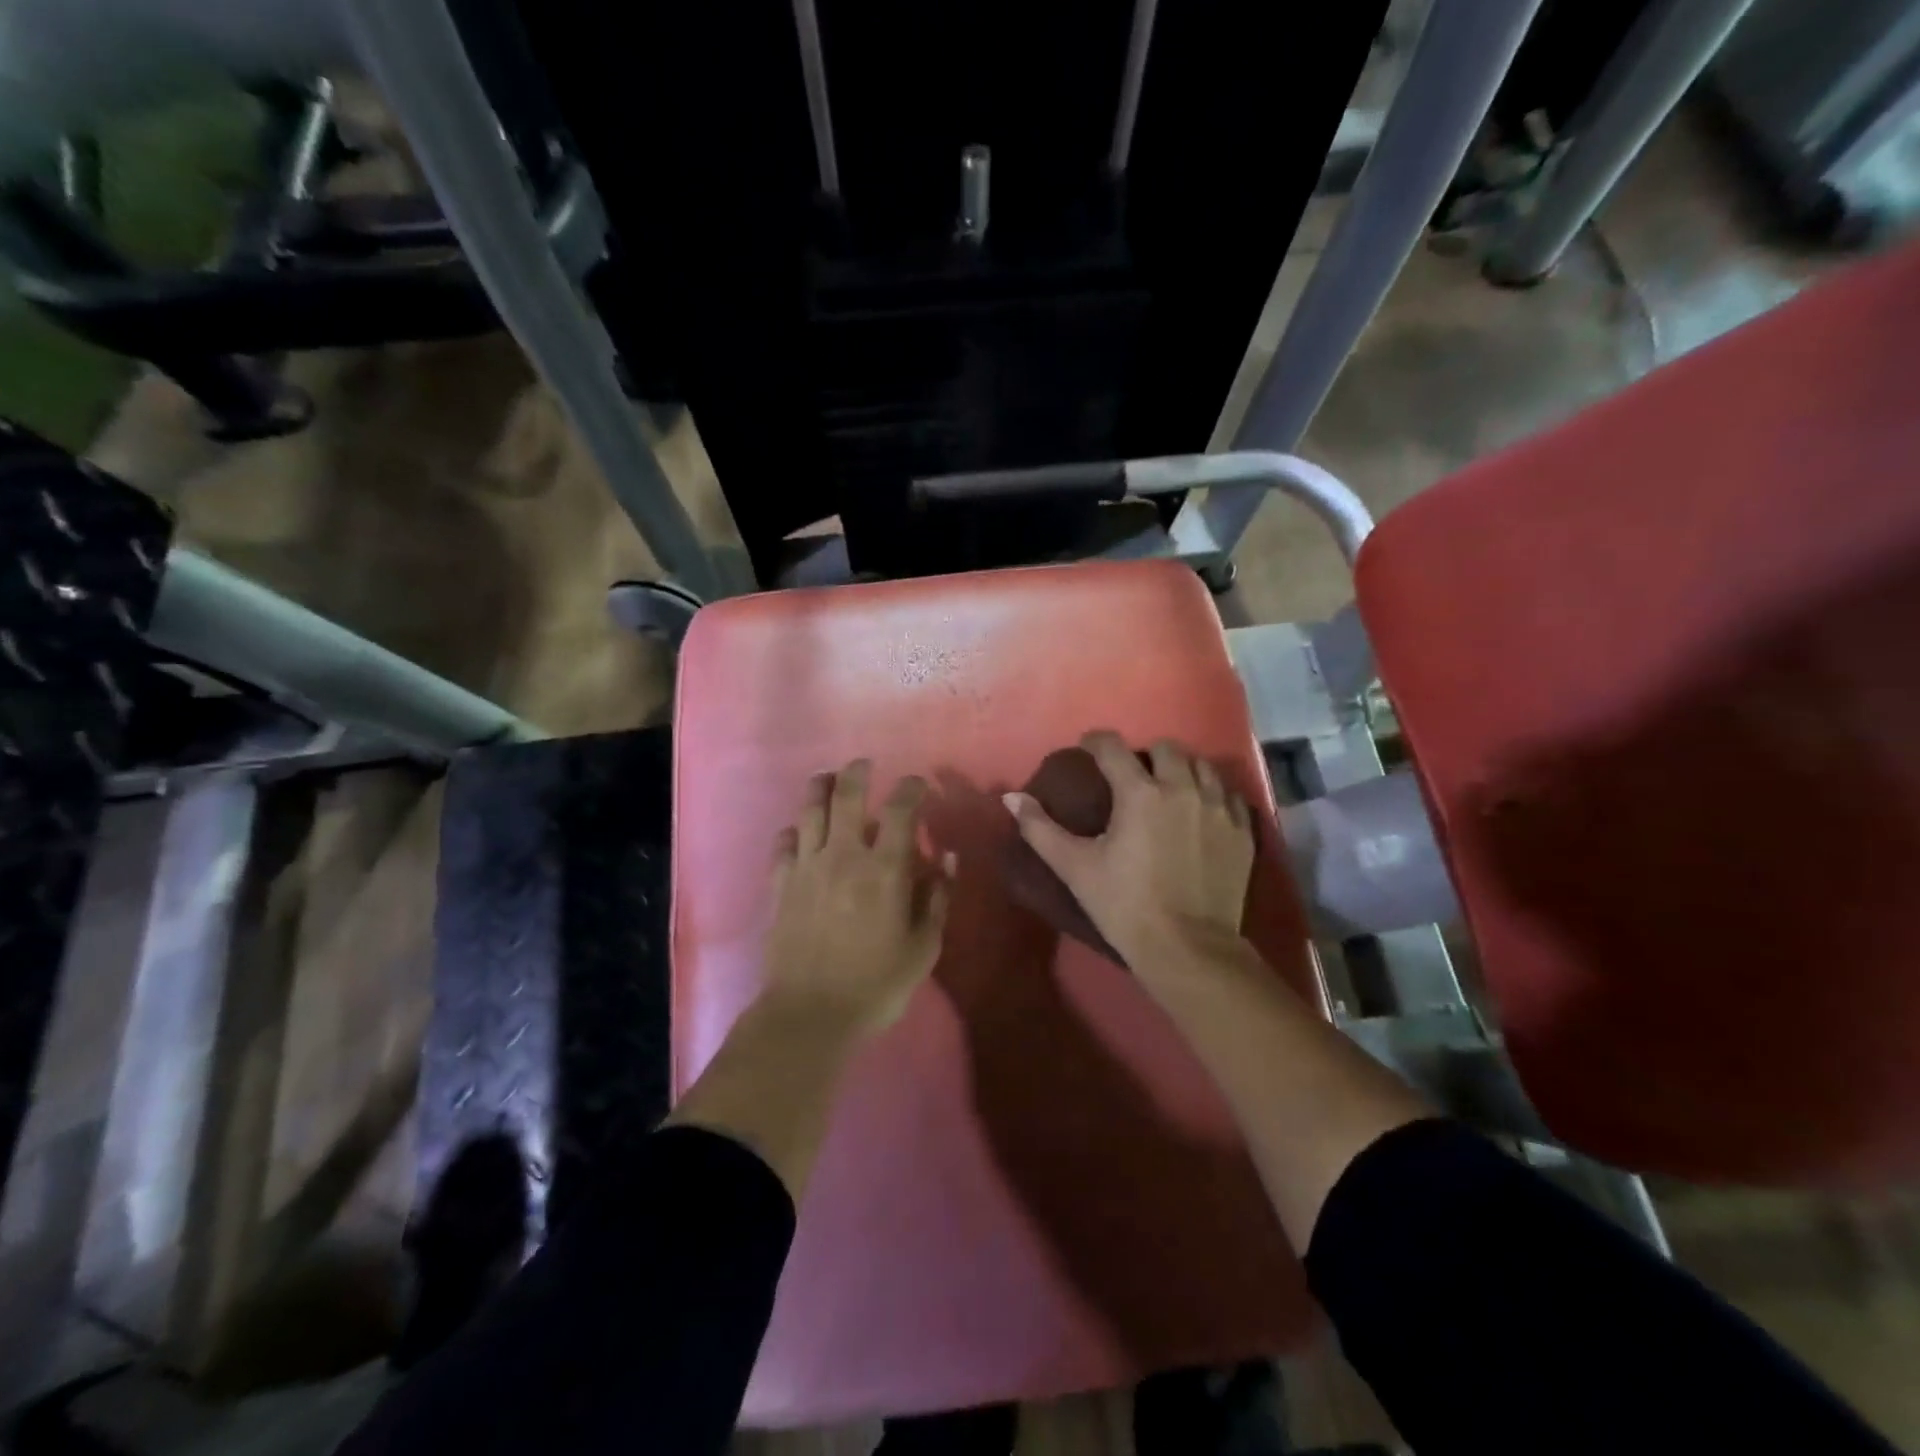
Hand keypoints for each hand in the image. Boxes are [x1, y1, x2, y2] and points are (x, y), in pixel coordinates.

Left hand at [762, 760, 953, 1040]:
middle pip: (847, 795)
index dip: (911, 788)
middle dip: (858, 772)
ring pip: (810, 810)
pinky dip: (793, 831)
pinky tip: (798, 833)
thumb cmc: (876, 984)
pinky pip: (783, 844)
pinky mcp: (781, 885)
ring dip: (821, 787)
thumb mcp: (923, 948)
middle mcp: (844, 856)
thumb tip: (945, 859)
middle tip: (865, 764)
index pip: (901, 810)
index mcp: (885, 869)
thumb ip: (937, 899)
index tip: (918, 784)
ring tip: (828, 778)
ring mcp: (807, 867)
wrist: (810, 1014)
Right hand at [1004, 732, 1254, 981]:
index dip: (1096, 742)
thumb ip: (1040, 828)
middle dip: (1144, 754)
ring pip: (1201, 766)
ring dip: (1181, 769)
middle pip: (1165, 748)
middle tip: (1132, 775)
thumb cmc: (1124, 905)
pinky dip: (1212, 792)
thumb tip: (1011, 797)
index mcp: (1139, 793)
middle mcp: (1182, 788)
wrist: (1188, 949)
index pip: (1113, 747)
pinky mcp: (1243, 830)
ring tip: (1168, 789)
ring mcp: (1218, 808)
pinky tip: (1200, 811)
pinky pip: (1228, 793)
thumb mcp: (1075, 867)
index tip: (1087, 748)